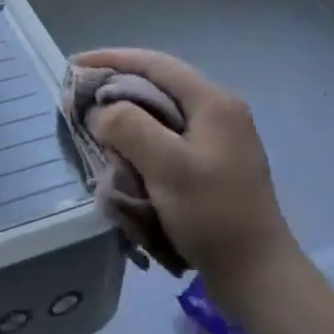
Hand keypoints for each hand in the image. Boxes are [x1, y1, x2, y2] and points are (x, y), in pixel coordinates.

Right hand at [72, 48, 303, 298]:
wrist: (257, 275)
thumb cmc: (213, 215)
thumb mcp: (167, 167)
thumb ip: (129, 128)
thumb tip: (102, 111)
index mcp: (213, 102)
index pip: (156, 65)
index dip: (113, 59)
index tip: (75, 65)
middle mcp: (219, 112)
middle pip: (159, 86)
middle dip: (117, 88)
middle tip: (81, 99)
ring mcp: (219, 140)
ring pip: (163, 114)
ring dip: (128, 116)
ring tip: (96, 126)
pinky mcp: (214, 165)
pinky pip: (169, 139)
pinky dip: (142, 140)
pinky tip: (123, 155)